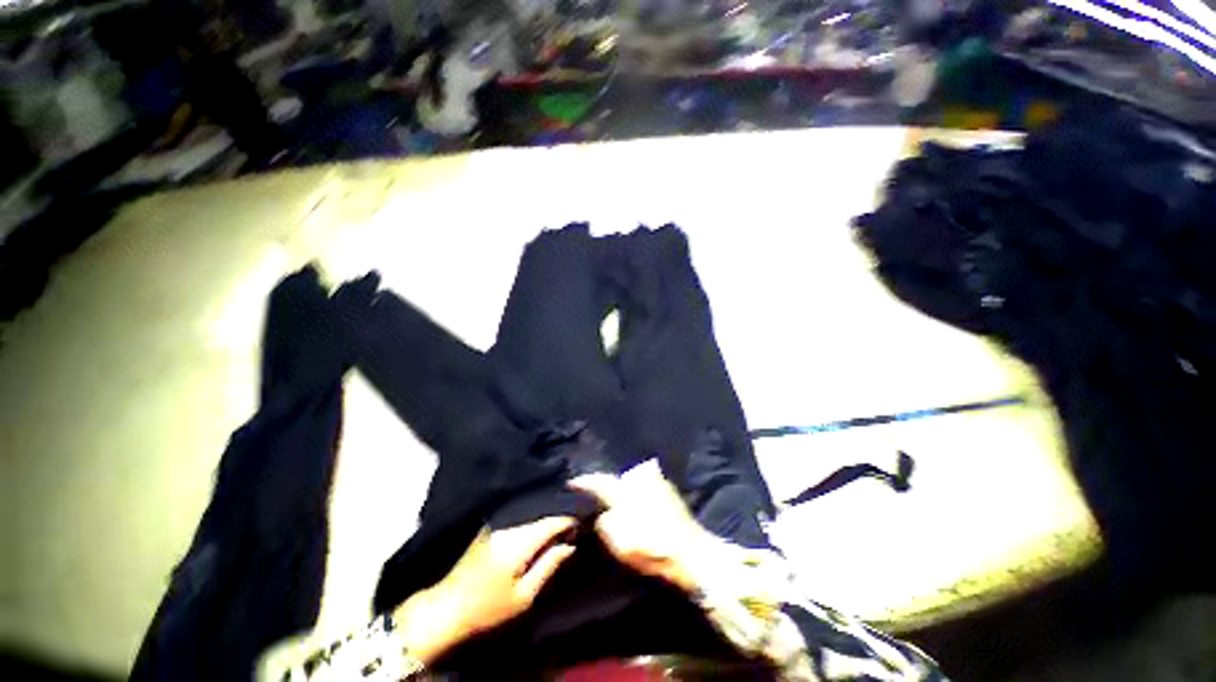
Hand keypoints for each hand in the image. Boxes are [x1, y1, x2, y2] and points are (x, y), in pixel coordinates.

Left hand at [392, 516, 576, 662]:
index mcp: (517, 541)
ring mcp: (498, 519)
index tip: (583, 521)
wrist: (448, 606)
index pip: (551, 519)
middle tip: (575, 521)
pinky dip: (535, 514)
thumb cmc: (488, 607)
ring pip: (531, 507)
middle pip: (542, 508)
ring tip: (561, 521)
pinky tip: (542, 521)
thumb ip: (549, 564)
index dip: (569, 518)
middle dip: (560, 512)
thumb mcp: (523, 596)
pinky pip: (520, 511)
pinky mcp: (492, 522)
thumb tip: (569, 543)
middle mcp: (508, 523)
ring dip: (548, 511)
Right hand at [570, 460, 719, 592]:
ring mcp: (657, 483)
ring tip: (621, 503)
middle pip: (619, 478)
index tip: (573, 482)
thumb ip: (605, 524)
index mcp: (625, 491)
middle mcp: (641, 480)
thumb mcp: (619, 541)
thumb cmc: (651, 547)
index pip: (599, 482)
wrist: (691, 551)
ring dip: (627, 489)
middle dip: (610, 486)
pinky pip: (647, 487)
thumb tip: (604, 515)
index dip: (584, 482)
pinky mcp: (670, 492)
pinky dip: (640, 494)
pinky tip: (641, 506)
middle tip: (602, 497)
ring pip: (635, 482)